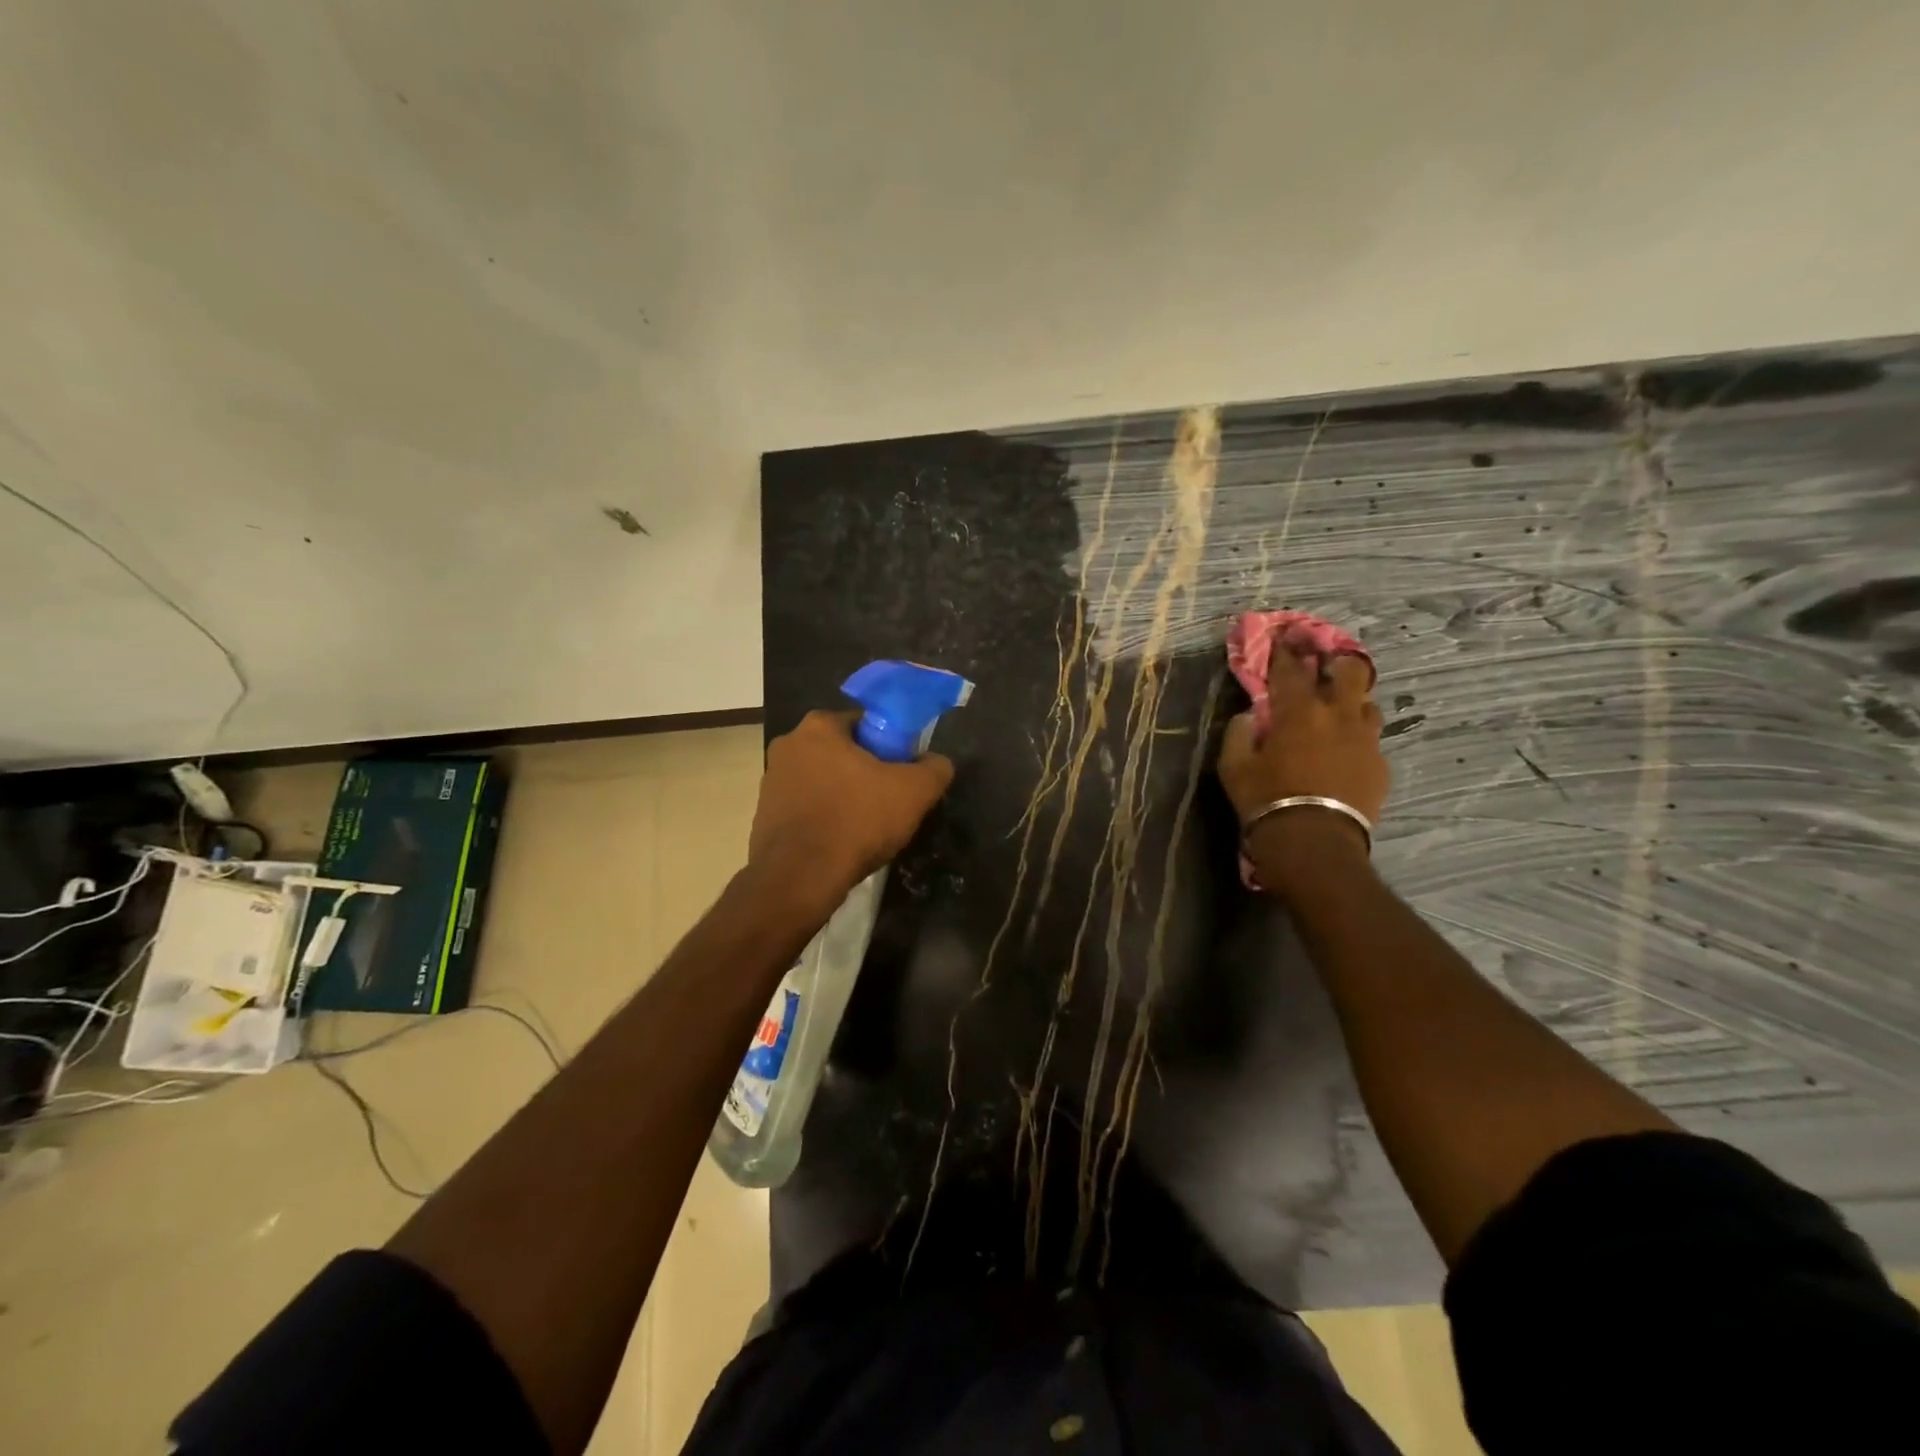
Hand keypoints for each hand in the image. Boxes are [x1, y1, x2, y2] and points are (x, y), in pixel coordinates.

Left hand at [748, 710, 954, 907]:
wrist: (800, 878)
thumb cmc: (857, 821)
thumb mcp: (914, 792)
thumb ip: (934, 768)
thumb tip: (937, 763)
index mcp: (818, 727)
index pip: (865, 723)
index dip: (890, 746)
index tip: (902, 773)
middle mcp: (788, 745)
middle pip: (842, 752)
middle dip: (865, 772)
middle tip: (889, 801)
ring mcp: (771, 781)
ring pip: (823, 781)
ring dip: (843, 796)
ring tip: (866, 827)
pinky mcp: (763, 815)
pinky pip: (806, 809)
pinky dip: (824, 819)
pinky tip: (840, 842)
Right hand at [1217, 651, 1388, 871]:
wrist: (1313, 843)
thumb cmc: (1266, 800)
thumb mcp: (1233, 767)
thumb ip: (1238, 733)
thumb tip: (1250, 716)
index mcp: (1298, 711)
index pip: (1292, 668)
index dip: (1287, 650)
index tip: (1285, 637)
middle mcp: (1338, 715)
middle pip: (1350, 671)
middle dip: (1337, 661)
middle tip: (1325, 665)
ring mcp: (1365, 739)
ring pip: (1368, 703)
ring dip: (1352, 700)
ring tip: (1338, 710)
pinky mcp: (1380, 765)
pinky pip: (1371, 740)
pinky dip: (1357, 737)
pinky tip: (1346, 751)